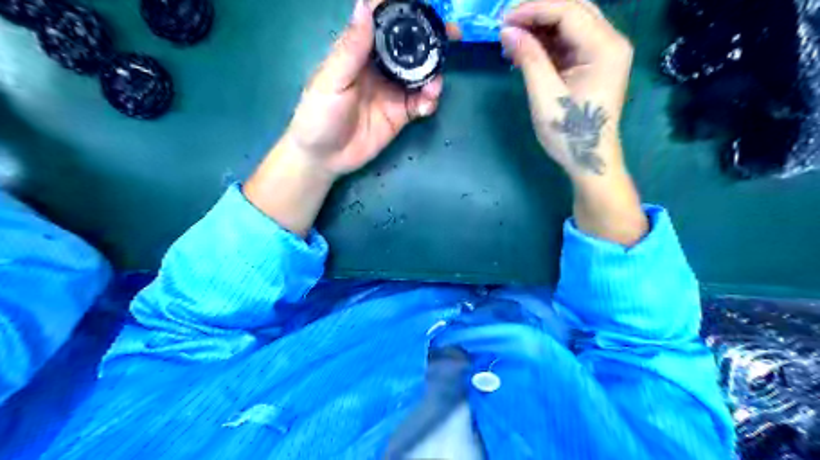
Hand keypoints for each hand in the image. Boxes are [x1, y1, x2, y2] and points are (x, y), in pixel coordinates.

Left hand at [242, 0, 442, 236]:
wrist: (324, 158)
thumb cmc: (319, 115)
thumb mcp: (332, 81)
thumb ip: (351, 48)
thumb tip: (366, 4)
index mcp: (361, 53)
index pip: (385, 25)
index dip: (405, 13)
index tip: (426, 6)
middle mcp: (381, 68)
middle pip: (410, 48)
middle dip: (432, 41)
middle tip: (452, 34)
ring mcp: (393, 92)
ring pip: (421, 76)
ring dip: (433, 75)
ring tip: (435, 85)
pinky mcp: (401, 114)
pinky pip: (421, 103)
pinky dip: (429, 102)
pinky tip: (427, 106)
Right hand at [500, 0, 633, 179]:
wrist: (589, 159)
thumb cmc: (569, 132)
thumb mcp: (545, 95)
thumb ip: (529, 58)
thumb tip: (507, 30)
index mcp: (605, 47)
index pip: (568, 10)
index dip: (534, 10)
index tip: (503, 20)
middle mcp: (611, 41)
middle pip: (574, 9)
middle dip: (538, 13)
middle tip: (507, 24)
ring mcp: (604, 52)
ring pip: (571, 24)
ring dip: (541, 27)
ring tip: (512, 39)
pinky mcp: (594, 64)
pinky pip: (569, 42)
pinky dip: (547, 43)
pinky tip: (526, 51)